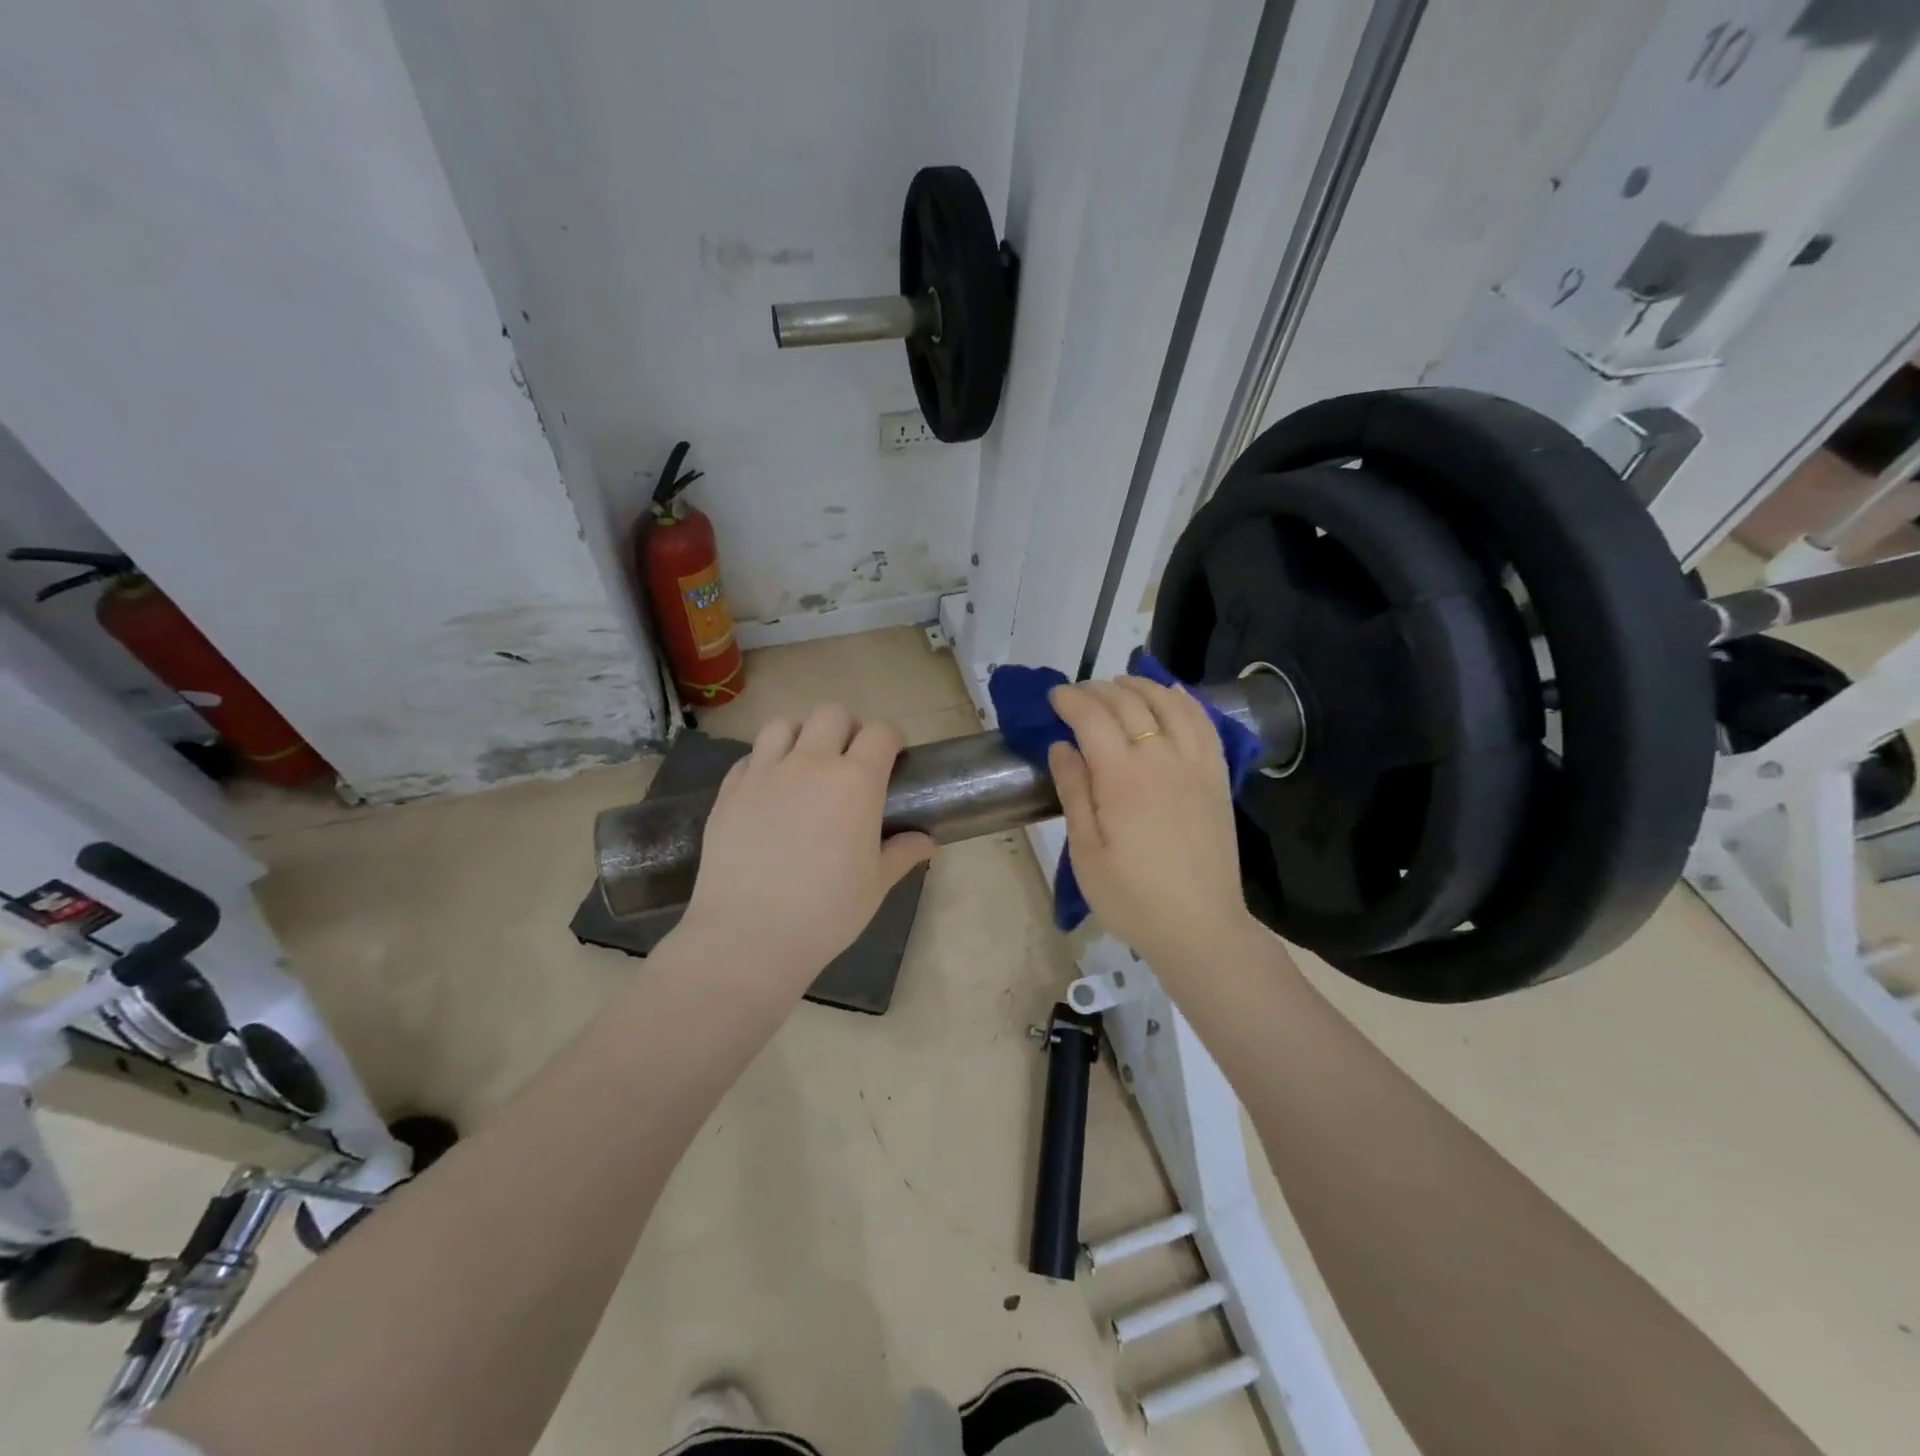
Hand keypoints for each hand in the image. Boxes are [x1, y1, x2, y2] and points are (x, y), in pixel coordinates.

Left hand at [676, 704, 935, 990]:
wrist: (749, 935)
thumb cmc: (826, 912)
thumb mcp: (876, 884)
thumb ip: (903, 852)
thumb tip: (929, 842)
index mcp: (855, 782)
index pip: (880, 731)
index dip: (890, 738)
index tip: (892, 756)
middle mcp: (810, 764)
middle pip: (831, 714)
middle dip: (847, 728)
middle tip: (849, 760)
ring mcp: (764, 773)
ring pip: (784, 724)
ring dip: (802, 735)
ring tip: (805, 764)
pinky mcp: (730, 790)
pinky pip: (750, 756)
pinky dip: (764, 761)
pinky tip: (769, 790)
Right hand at [1048, 677, 1255, 970]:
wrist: (1199, 927)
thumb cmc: (1131, 896)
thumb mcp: (1086, 851)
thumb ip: (1074, 791)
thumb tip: (1061, 745)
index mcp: (1122, 777)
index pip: (1092, 717)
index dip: (1070, 699)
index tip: (1053, 698)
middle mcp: (1162, 757)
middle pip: (1129, 702)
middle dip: (1098, 690)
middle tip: (1077, 696)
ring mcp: (1196, 764)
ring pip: (1169, 702)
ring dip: (1141, 685)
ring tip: (1119, 685)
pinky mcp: (1217, 776)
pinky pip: (1203, 722)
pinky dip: (1184, 700)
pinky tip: (1171, 695)